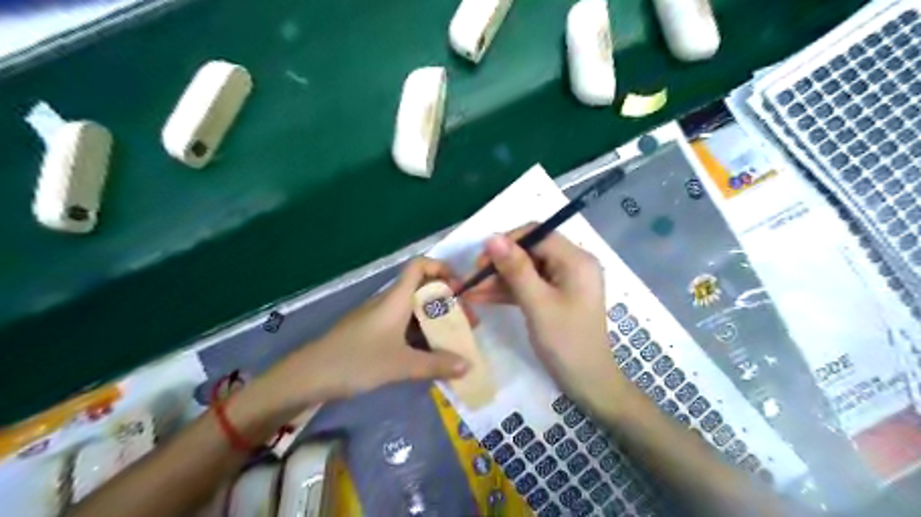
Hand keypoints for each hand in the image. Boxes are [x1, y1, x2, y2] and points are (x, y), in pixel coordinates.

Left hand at [264, 257, 467, 410]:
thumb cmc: (357, 360)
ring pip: (415, 311)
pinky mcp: (374, 333)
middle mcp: (389, 302)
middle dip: (448, 303)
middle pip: (423, 290)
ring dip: (436, 321)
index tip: (461, 288)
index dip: (442, 268)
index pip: (419, 266)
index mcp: (396, 298)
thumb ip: (436, 364)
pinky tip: (431, 353)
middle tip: (466, 323)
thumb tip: (467, 365)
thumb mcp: (400, 364)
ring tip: (454, 340)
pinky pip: (404, 326)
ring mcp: (380, 318)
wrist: (309, 375)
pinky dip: (421, 335)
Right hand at [469, 224, 617, 405]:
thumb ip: (515, 268)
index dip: (507, 242)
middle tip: (473, 279)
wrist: (588, 383)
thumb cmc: (566, 342)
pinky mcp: (556, 296)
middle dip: (500, 264)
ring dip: (499, 279)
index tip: (481, 260)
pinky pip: (529, 286)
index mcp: (576, 259)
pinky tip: (482, 298)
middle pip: (530, 251)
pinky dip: (508, 292)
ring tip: (470, 291)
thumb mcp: (537, 303)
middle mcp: (572, 264)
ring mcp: (564, 281)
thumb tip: (492, 237)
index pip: (537, 234)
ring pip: (526, 270)